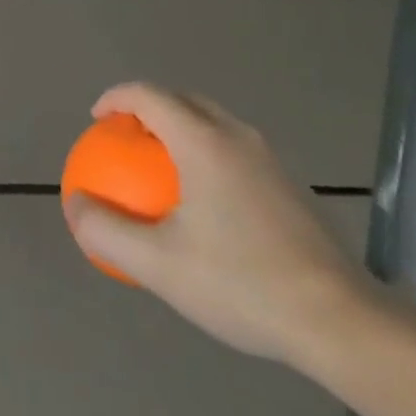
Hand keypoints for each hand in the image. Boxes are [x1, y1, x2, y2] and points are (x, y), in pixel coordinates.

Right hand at [62, 83, 373, 367]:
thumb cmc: (242, 283)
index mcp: (203, 140)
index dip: (116, 98)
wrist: (340, 320)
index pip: (149, 95)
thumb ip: (108, 231)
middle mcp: (237, 135)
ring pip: (212, 122)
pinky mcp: (289, 184)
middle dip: (147, 108)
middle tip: (124, 139)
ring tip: (159, 166)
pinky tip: (204, 202)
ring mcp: (269, 158)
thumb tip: (75, 204)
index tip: (96, 121)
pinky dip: (205, 152)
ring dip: (179, 129)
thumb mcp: (159, 265)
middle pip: (182, 100)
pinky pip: (233, 148)